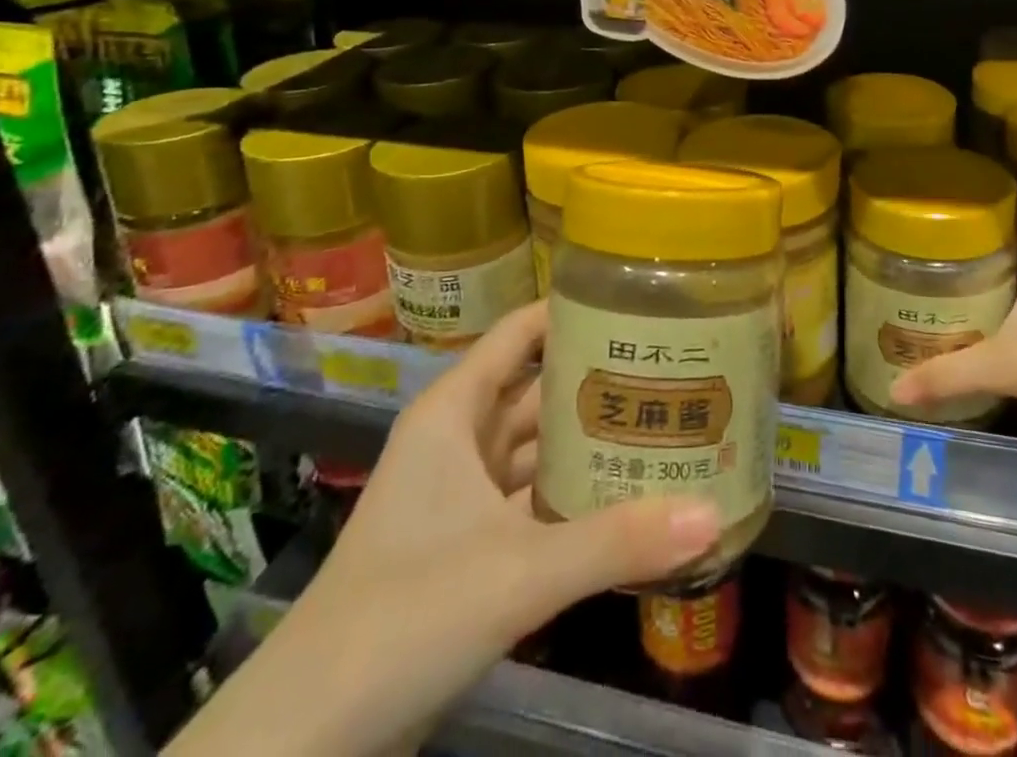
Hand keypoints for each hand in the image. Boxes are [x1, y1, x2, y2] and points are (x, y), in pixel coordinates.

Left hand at [180, 304, 721, 756]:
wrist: (303, 744)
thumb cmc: (402, 617)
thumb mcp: (517, 573)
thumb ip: (615, 542)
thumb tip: (712, 513)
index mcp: (454, 412)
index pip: (521, 332)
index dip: (573, 311)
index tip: (639, 303)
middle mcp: (457, 440)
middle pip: (538, 390)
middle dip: (599, 379)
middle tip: (675, 365)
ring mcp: (460, 496)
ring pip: (536, 449)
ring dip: (590, 441)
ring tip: (666, 422)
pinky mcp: (467, 549)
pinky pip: (532, 501)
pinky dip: (573, 497)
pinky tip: (627, 498)